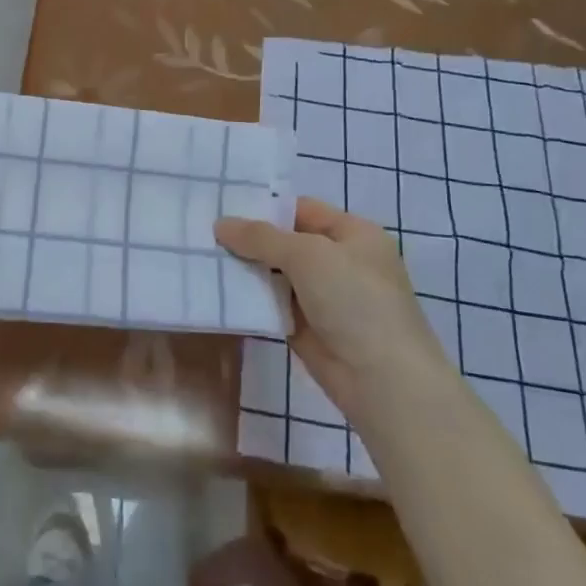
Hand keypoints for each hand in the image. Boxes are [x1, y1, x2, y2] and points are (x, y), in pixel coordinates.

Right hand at [216, 197, 439, 409]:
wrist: (383, 380)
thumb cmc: (355, 301)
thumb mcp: (308, 255)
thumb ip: (261, 237)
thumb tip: (220, 224)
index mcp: (353, 234)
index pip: (301, 209)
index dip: (264, 207)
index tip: (222, 206)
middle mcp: (339, 261)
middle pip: (285, 241)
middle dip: (248, 239)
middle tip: (202, 232)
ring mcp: (323, 296)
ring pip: (276, 273)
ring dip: (245, 268)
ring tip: (202, 257)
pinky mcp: (306, 327)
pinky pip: (272, 303)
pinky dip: (250, 297)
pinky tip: (218, 289)